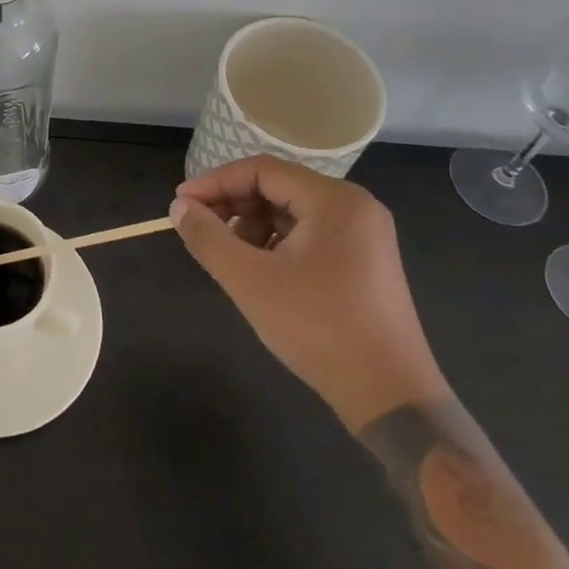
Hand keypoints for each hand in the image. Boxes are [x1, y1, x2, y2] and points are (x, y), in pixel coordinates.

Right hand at [171, 156, 450, 431]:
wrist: (390, 398)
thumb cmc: (318, 328)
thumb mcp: (250, 281)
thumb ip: (208, 237)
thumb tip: (178, 208)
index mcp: (334, 200)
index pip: (262, 170)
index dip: (215, 182)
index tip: (180, 204)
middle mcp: (354, 206)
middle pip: (278, 187)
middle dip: (233, 205)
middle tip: (198, 229)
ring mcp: (364, 234)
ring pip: (291, 212)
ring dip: (252, 226)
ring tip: (228, 256)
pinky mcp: (365, 260)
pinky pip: (310, 234)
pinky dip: (277, 243)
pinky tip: (260, 271)